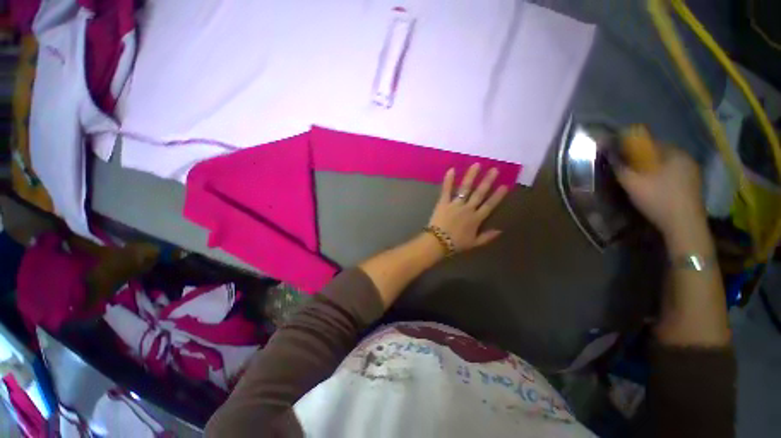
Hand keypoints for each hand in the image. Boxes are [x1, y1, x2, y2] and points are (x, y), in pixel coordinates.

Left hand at [428, 163, 508, 251]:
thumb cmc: (456, 244)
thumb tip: (500, 231)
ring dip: (471, 176)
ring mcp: (455, 204)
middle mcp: (468, 209)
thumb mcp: (474, 243)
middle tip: (495, 169)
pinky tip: (451, 169)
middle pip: (479, 193)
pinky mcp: (443, 203)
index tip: (505, 185)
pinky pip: (446, 190)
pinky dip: (448, 180)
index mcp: (476, 219)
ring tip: (477, 165)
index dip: (498, 196)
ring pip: (465, 188)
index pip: (490, 205)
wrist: (438, 242)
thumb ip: (487, 237)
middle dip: (488, 181)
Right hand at [613, 143, 706, 240]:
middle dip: (643, 160)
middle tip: (629, 171)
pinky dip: (662, 179)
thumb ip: (620, 167)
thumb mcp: (633, 183)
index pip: (651, 143)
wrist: (684, 225)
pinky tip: (654, 189)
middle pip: (660, 155)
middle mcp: (687, 159)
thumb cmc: (658, 199)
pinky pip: (674, 176)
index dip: (633, 148)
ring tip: (639, 181)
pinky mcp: (694, 186)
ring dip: (653, 170)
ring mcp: (693, 173)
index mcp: (674, 153)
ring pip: (667, 166)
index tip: (621, 158)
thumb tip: (609, 155)